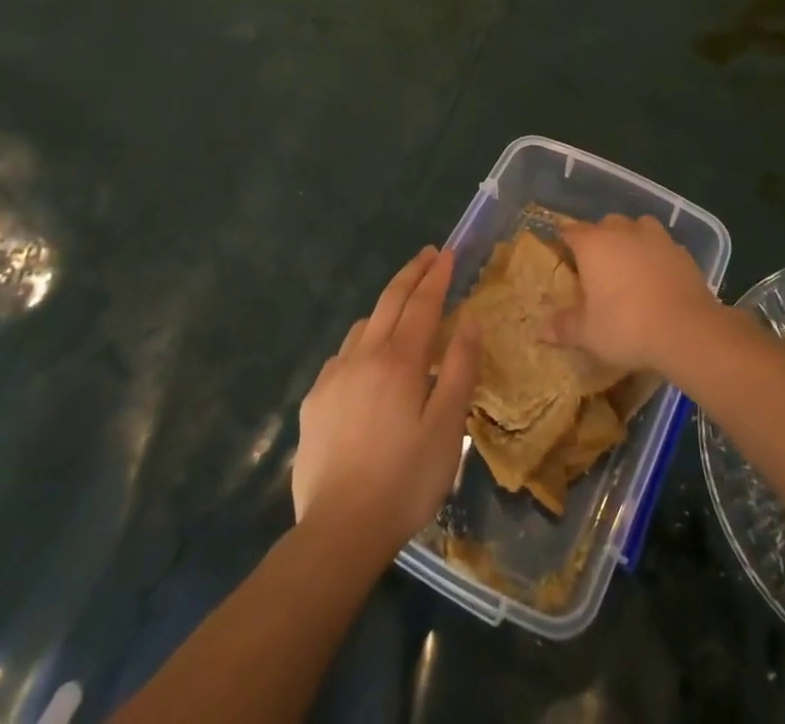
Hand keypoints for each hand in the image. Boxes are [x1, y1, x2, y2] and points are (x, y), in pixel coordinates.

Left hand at [293, 247, 479, 559]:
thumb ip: (459, 369)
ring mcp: (334, 377)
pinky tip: (366, 359)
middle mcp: (363, 356)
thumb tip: (469, 322)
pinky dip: (362, 341)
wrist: (338, 532)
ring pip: (363, 325)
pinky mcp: (314, 401)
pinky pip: (342, 355)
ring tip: (402, 305)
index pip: (422, 303)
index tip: (447, 253)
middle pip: (389, 301)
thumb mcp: (447, 428)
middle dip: (411, 273)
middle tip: (428, 255)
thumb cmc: (405, 480)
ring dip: (386, 306)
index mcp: (400, 361)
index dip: (437, 276)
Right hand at [552, 214, 717, 373]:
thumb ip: (563, 326)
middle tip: (595, 268)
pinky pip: (662, 245)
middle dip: (598, 240)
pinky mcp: (681, 250)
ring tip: (629, 266)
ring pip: (637, 227)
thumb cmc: (626, 326)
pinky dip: (656, 255)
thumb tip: (540, 328)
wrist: (687, 329)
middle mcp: (622, 231)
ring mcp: (656, 237)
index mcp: (593, 243)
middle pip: (605, 225)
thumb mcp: (588, 333)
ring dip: (631, 240)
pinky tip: (657, 277)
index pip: (570, 231)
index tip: (561, 255)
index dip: (564, 242)